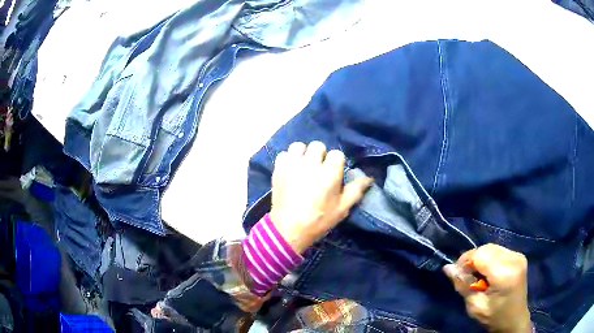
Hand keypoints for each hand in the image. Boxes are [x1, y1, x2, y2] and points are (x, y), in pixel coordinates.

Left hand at [269, 141, 372, 253]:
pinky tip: (290, 170)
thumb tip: (369, 178)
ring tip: (303, 166)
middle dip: (320, 156)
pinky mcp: (278, 169)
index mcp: (329, 174)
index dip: (336, 163)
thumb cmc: (319, 220)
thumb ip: (356, 190)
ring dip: (303, 154)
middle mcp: (310, 165)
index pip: (336, 154)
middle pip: (318, 145)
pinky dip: (288, 159)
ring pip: (299, 146)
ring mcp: (292, 166)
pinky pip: (284, 154)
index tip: (333, 173)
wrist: (288, 230)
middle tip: (318, 170)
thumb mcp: (342, 208)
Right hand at [444, 244, 531, 332]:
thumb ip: (463, 285)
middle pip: (486, 248)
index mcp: (505, 273)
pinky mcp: (519, 256)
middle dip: (473, 260)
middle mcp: (514, 259)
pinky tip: (488, 272)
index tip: (458, 275)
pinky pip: (499, 250)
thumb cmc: (494, 317)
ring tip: (477, 276)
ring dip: (481, 259)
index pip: (481, 255)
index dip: (466, 261)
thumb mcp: (475, 306)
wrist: (514, 319)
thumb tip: (447, 268)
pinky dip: (489, 258)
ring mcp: (518, 256)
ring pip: (492, 247)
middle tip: (466, 277)